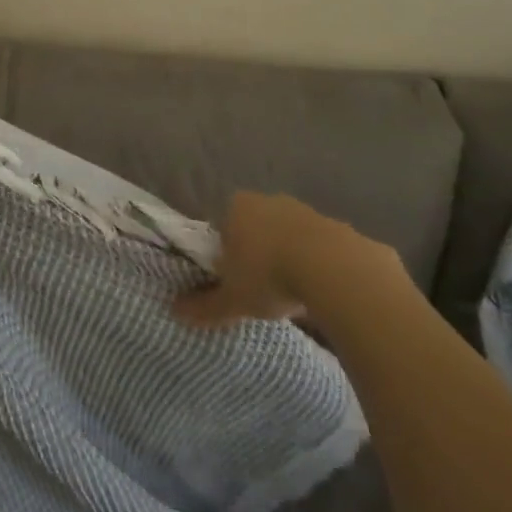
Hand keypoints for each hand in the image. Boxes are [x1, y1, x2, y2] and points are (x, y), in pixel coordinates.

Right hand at [172, 192, 401, 328]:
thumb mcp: (233, 299)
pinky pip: (318, 246)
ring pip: (287, 235)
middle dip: (256, 253)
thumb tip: (175, 312)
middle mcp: (268, 200)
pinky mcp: (336, 224)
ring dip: (288, 257)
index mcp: (236, 208)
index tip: (231, 278)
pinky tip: (319, 289)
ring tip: (291, 292)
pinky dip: (316, 263)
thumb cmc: (269, 276)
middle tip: (259, 287)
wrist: (335, 269)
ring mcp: (304, 209)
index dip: (224, 253)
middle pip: (255, 228)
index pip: (221, 226)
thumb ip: (205, 306)